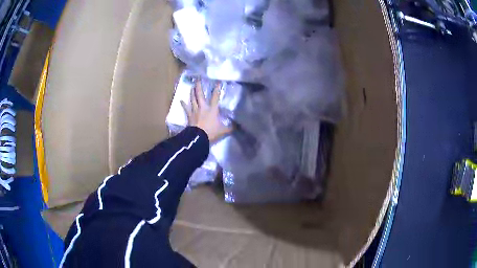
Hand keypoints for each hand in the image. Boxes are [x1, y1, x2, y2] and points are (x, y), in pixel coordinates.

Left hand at [181, 79, 231, 142]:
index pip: (215, 97)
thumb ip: (229, 128)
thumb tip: (237, 126)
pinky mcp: (189, 116)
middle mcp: (203, 107)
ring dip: (192, 93)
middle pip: (200, 95)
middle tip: (198, 80)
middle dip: (199, 87)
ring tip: (192, 87)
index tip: (218, 82)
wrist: (198, 137)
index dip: (217, 89)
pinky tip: (181, 100)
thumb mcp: (223, 131)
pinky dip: (183, 104)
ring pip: (193, 99)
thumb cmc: (211, 132)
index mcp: (212, 109)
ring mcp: (195, 111)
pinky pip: (186, 109)